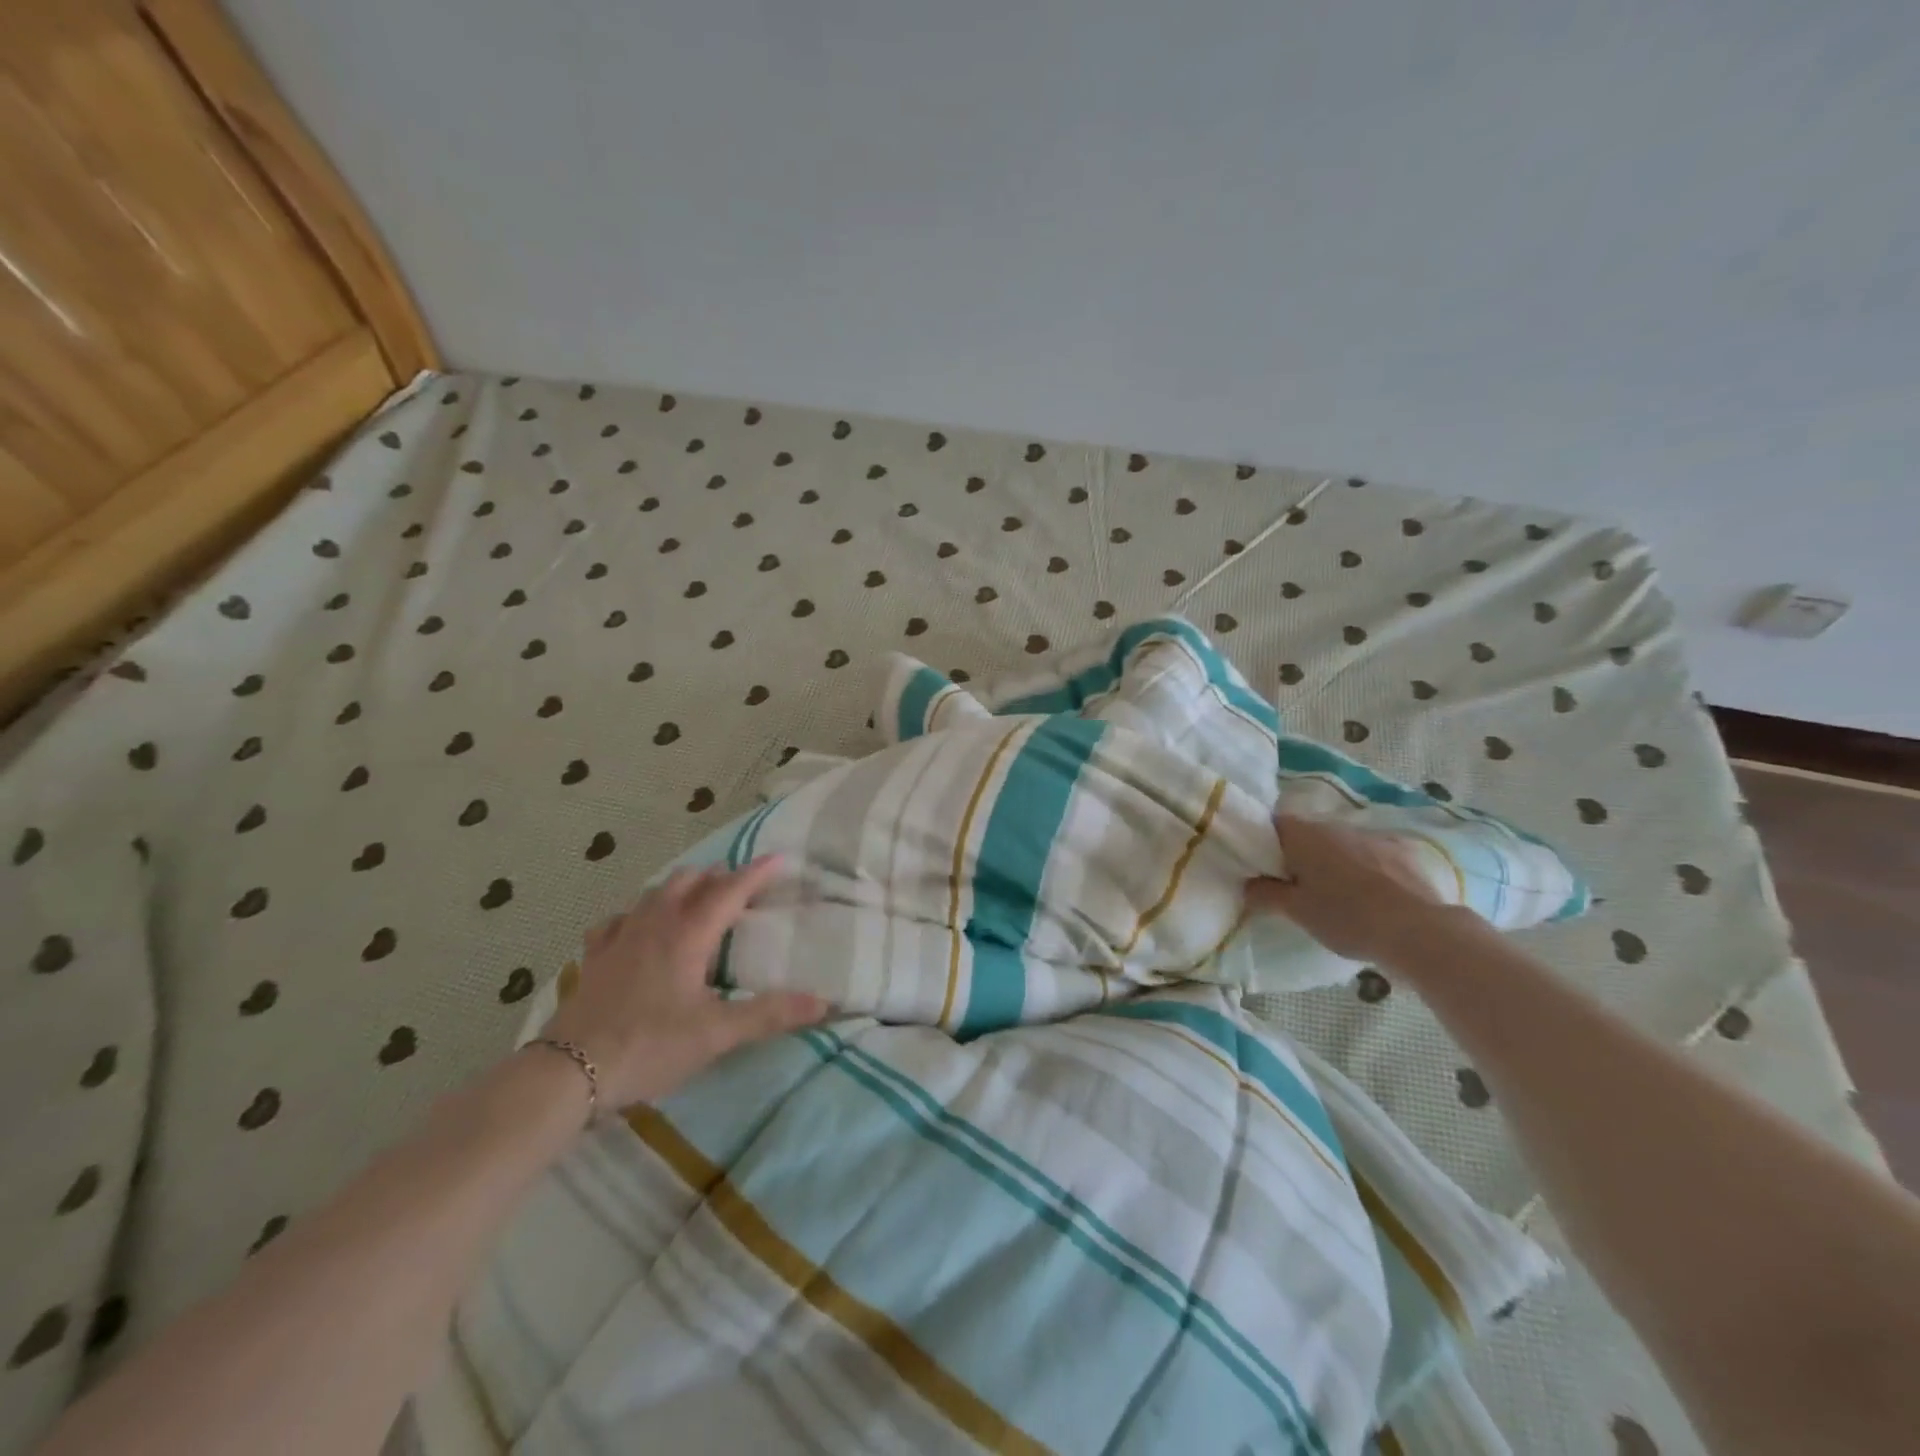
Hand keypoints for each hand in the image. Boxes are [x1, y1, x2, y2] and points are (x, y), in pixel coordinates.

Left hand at [541, 856, 827, 1109]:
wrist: (569, 1072)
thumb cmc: (649, 1046)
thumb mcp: (716, 1034)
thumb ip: (769, 1014)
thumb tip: (823, 1001)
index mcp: (688, 934)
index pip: (730, 890)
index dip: (757, 873)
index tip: (779, 858)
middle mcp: (655, 924)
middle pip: (689, 881)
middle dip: (717, 876)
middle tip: (740, 886)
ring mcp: (620, 937)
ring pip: (655, 893)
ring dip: (682, 887)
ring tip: (697, 897)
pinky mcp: (595, 957)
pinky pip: (619, 920)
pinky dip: (638, 914)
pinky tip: (637, 927)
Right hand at [1244, 814, 1450, 963]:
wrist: (1419, 930)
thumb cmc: (1347, 916)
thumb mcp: (1297, 912)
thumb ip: (1267, 894)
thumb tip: (1248, 884)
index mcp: (1304, 835)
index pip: (1273, 824)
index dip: (1265, 843)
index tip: (1265, 867)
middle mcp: (1336, 826)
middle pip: (1308, 833)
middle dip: (1300, 854)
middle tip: (1297, 886)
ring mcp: (1373, 836)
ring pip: (1341, 843)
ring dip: (1334, 861)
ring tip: (1337, 894)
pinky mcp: (1403, 851)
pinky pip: (1372, 854)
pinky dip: (1366, 867)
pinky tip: (1372, 894)